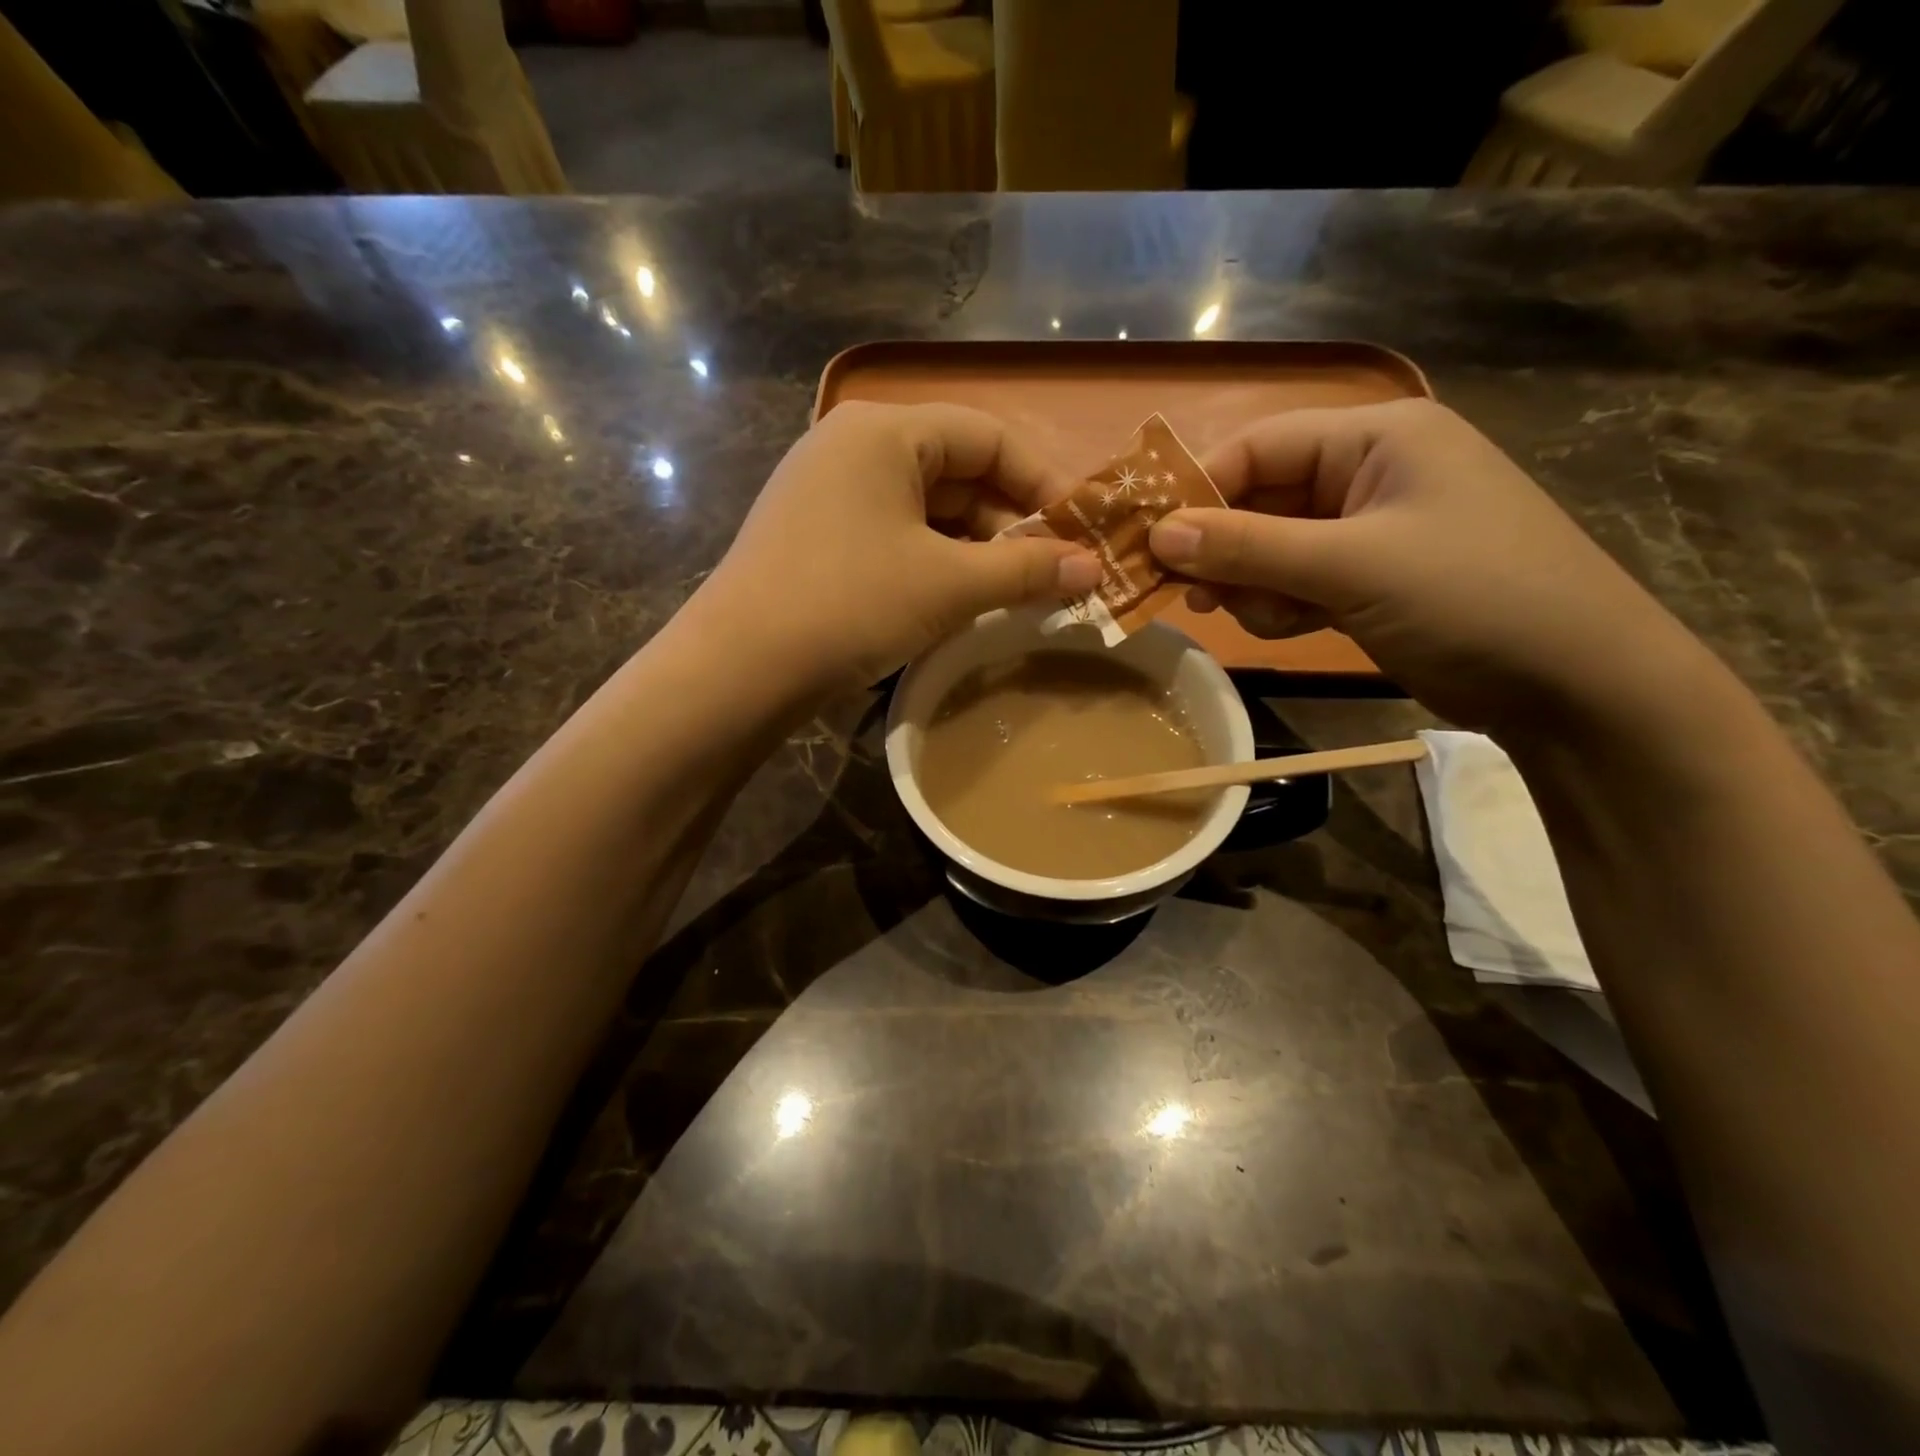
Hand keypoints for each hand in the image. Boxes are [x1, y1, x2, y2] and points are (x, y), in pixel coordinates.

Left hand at [695, 401, 1101, 693]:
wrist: (739, 668)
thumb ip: (1026, 570)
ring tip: (1014, 593)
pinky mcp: (815, 535)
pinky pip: (893, 534)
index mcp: (885, 431)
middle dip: (1009, 524)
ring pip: (926, 509)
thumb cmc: (851, 604)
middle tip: (1052, 573)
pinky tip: (958, 599)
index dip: (1042, 483)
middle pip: (956, 471)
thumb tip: (1094, 568)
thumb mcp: (949, 586)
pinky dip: (933, 561)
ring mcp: (827, 491)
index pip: (989, 436)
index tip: (1079, 532)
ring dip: (975, 548)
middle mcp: (852, 446)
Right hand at [1148, 399, 1704, 733]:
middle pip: (1261, 499)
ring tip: (1269, 618)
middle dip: (1227, 550)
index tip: (1150, 543)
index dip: (1200, 491)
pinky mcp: (1368, 578)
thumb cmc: (1470, 598)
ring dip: (1255, 585)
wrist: (1574, 685)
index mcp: (1377, 438)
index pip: (1259, 446)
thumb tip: (1158, 535)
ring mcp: (1370, 529)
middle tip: (1196, 597)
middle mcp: (1369, 472)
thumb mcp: (1352, 567)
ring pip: (1271, 547)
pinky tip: (1294, 628)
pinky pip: (1297, 580)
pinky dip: (1282, 604)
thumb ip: (1249, 548)